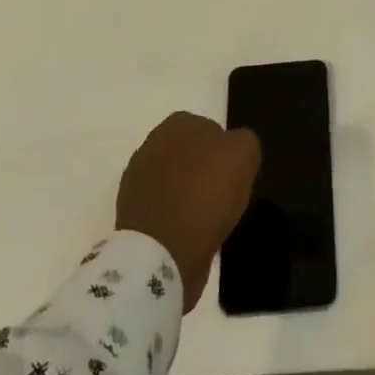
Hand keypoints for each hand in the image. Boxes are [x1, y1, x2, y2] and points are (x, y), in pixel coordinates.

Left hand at [116, 112, 260, 310]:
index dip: (225, 154)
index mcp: (178, 123)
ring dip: (187, 194)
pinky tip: (185, 232)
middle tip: (221, 196)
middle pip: (189, 155)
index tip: (233, 176)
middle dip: (203, 171)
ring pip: (174, 181)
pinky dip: (173, 217)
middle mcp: (152, 143)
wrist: (162, 251)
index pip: (210, 130)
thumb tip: (233, 149)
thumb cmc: (207, 193)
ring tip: (204, 219)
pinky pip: (161, 208)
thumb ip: (243, 140)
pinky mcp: (128, 213)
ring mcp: (136, 179)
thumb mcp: (245, 153)